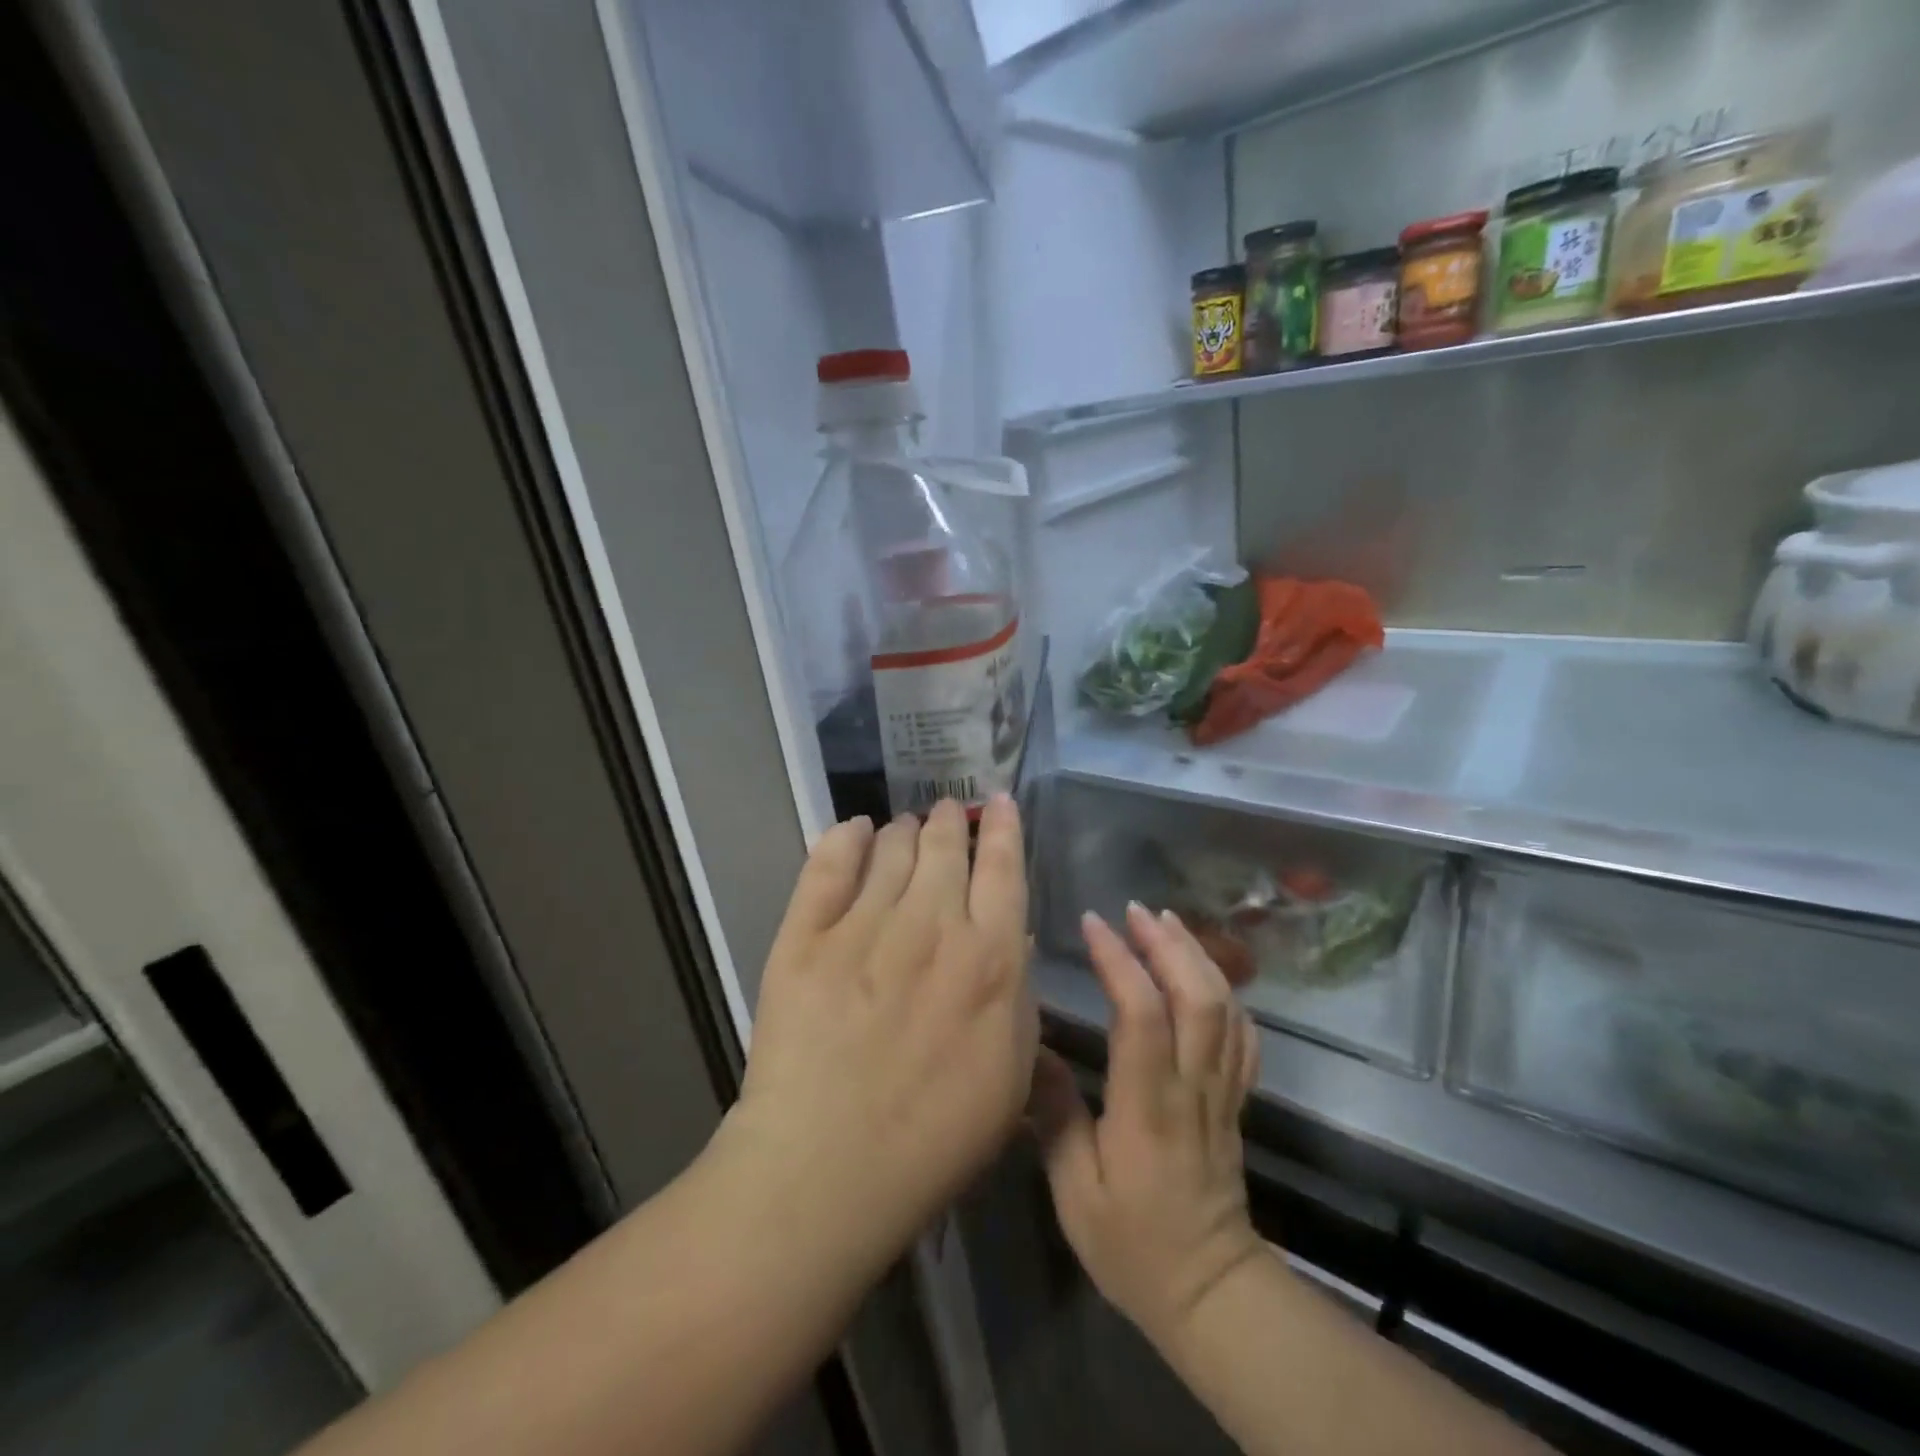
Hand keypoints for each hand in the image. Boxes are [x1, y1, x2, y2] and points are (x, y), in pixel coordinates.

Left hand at [722, 796, 1036, 1264]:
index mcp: (989, 955)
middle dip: (952, 820)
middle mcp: (931, 923)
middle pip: (946, 844)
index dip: (1005, 826)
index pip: (1004, 866)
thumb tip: (1010, 935)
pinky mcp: (805, 935)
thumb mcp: (1011, 1074)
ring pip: (892, 847)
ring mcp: (864, 924)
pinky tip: (855, 830)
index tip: (1001, 802)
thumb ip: (1019, 995)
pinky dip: (845, 837)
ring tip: (906, 827)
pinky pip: (828, 864)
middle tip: (948, 813)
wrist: (827, 1169)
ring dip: (905, 830)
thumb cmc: (935, 1136)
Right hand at [1031, 903, 1264, 1346]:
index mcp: (1149, 1108)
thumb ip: (1055, 1116)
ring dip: (1197, 956)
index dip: (1120, 962)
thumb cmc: (1134, 1247)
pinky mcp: (1236, 1100)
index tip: (1093, 924)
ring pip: (1225, 1007)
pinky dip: (1228, 992)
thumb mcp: (1075, 1193)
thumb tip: (1034, 1048)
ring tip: (1166, 922)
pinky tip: (1206, 971)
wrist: (1211, 1294)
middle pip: (1197, 997)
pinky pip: (1244, 1036)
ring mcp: (1222, 1092)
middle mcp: (1193, 1088)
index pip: (1143, 1016)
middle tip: (1134, 910)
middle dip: (1168, 944)